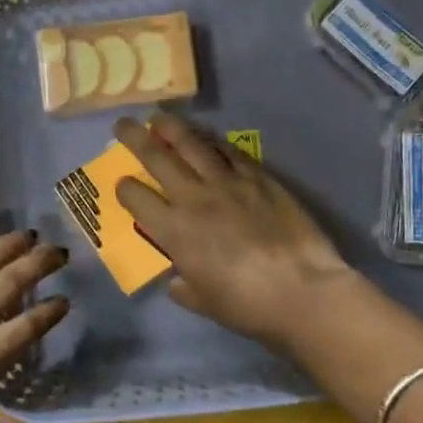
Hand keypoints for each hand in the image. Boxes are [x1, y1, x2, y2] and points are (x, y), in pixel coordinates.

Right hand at [114, 112, 354, 347]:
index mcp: (173, 230)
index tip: (122, 184)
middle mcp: (194, 198)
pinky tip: (207, 137)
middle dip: (135, 139)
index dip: (124, 189)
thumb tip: (178, 280)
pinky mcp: (259, 177)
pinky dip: (214, 141)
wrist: (301, 290)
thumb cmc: (246, 305)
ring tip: (159, 117)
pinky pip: (230, 151)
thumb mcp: (204, 302)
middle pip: (157, 158)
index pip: (136, 198)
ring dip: (172, 128)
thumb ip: (185, 287)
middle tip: (123, 125)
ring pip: (192, 144)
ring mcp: (228, 183)